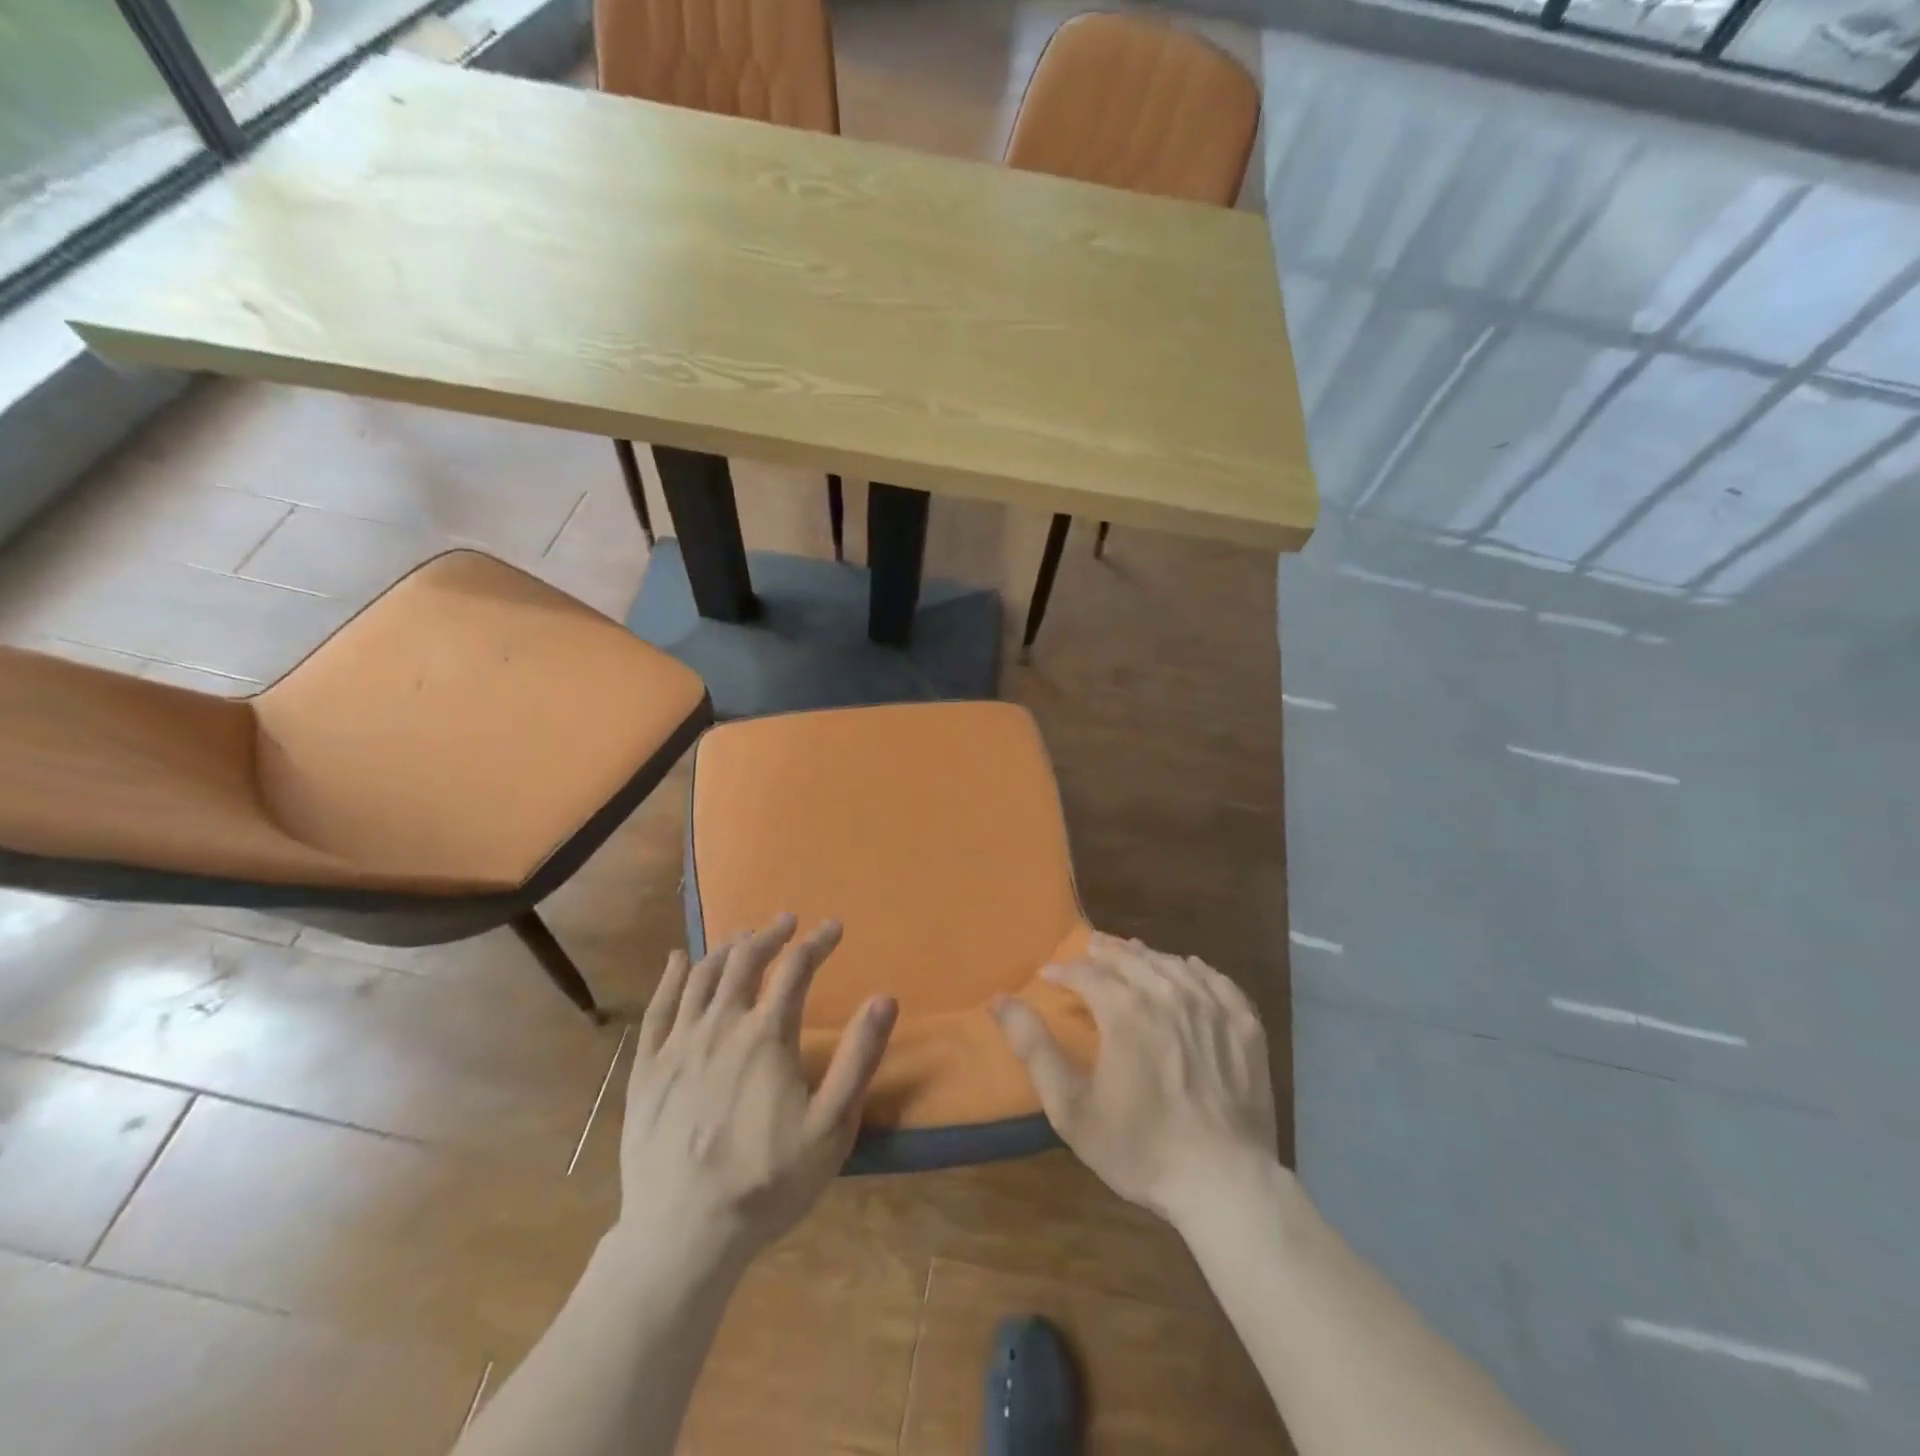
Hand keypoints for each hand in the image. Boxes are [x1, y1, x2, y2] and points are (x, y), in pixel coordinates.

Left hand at [616, 915, 896, 1262]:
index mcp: (766, 1036)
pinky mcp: (647, 1070)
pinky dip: (672, 976)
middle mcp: (720, 1026)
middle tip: (787, 922)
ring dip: (726, 948)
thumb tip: (884, 999)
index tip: (833, 927)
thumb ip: (858, 1058)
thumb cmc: (767, 1182)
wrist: (682, 1236)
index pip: (795, 969)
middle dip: (770, 935)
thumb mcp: (831, 1127)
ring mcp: (678, 1046)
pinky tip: (679, 959)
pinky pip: (658, 1009)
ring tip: (743, 936)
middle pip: (744, 961)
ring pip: (702, 977)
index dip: (817, 942)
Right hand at [992, 932, 1276, 1226]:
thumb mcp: (1071, 1108)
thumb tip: (999, 1001)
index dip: (1064, 970)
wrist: (1224, 1184)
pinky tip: (1190, 969)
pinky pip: (1218, 982)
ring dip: (1146, 956)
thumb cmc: (1140, 1148)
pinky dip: (1198, 970)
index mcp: (1125, 1011)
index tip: (1049, 974)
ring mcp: (1212, 1008)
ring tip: (1131, 953)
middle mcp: (1168, 995)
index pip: (1087, 973)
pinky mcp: (1245, 1027)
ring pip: (1172, 964)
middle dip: (1104, 952)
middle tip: (1089, 948)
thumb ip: (1034, 1048)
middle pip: (1131, 958)